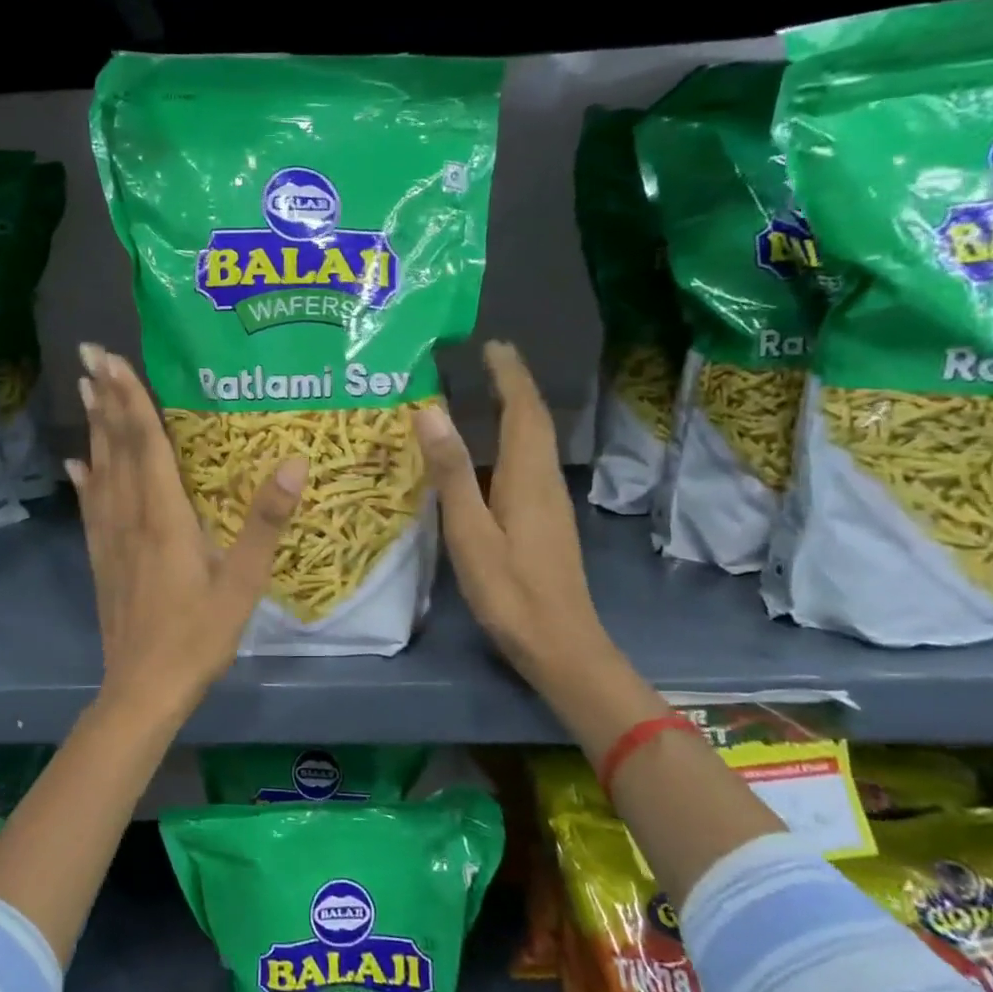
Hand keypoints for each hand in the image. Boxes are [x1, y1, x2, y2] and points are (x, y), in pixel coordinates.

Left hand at [67, 344, 305, 719]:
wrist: (143, 689)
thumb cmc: (198, 637)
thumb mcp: (243, 583)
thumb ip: (265, 522)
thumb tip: (294, 463)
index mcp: (165, 517)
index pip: (147, 444)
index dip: (130, 398)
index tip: (111, 359)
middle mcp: (130, 517)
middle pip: (117, 448)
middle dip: (105, 399)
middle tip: (89, 356)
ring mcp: (110, 539)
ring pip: (101, 471)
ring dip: (94, 428)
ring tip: (84, 391)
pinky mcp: (102, 559)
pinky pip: (91, 507)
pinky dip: (85, 479)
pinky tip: (77, 463)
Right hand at [414, 341, 609, 697]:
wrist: (561, 645)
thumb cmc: (510, 591)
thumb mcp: (471, 532)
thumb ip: (452, 472)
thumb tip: (430, 411)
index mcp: (528, 477)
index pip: (523, 411)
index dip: (510, 375)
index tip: (493, 345)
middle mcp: (545, 481)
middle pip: (535, 421)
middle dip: (516, 385)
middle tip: (490, 359)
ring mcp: (550, 503)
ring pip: (535, 442)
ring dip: (517, 411)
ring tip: (489, 392)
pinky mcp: (547, 522)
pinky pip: (531, 464)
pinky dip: (514, 441)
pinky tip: (493, 454)